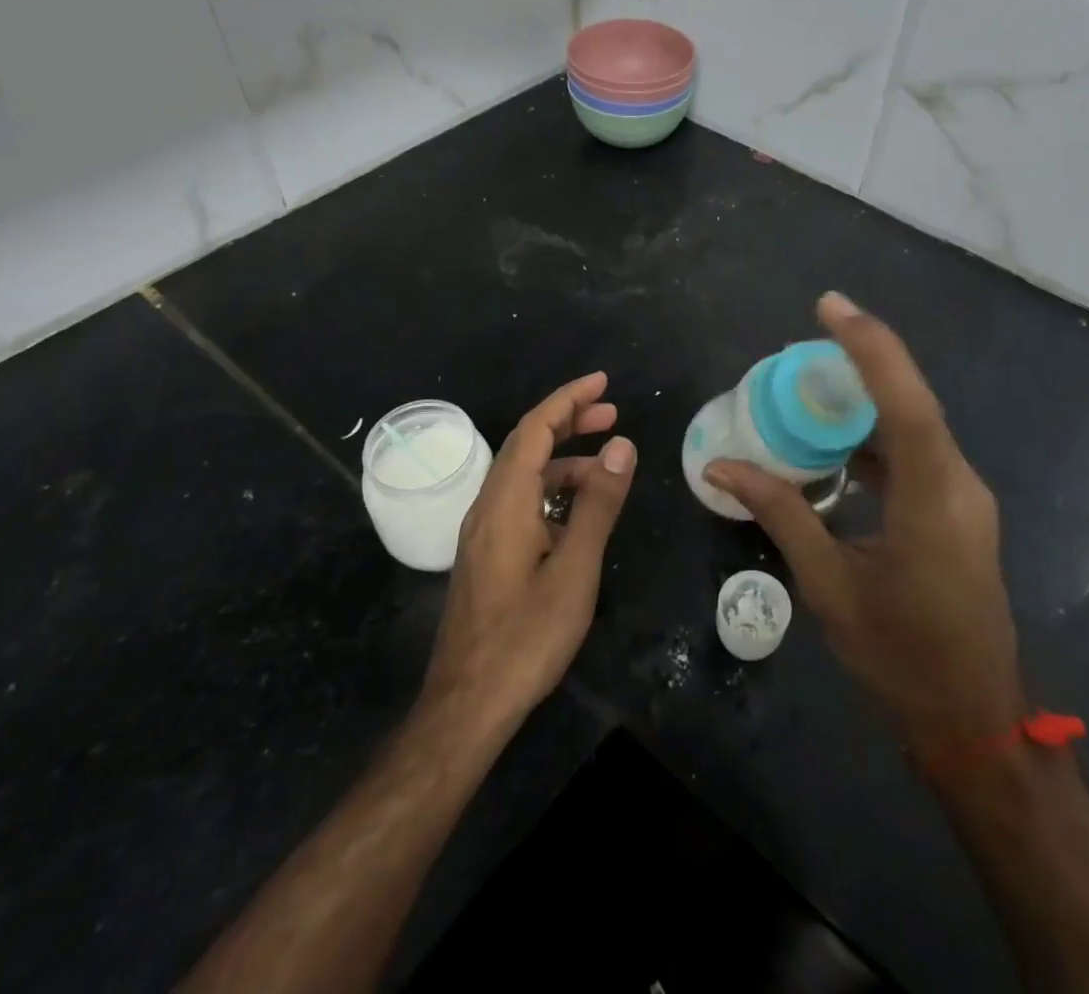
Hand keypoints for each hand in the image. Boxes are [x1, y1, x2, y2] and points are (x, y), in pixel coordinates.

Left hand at [421, 372, 635, 733]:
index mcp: (506, 502)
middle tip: (612, 413)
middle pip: (525, 444)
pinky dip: (552, 489)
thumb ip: (598, 505)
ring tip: (608, 467)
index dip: (568, 399)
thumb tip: (621, 446)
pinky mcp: (486, 554)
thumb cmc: (526, 637)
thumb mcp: (574, 569)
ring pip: (523, 475)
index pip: (534, 429)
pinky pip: (520, 501)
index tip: (603, 383)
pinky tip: (578, 510)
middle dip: (568, 421)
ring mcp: (482, 532)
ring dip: (563, 459)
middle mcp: (487, 506)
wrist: (467, 705)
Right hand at [706, 294, 1025, 761]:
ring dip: (868, 400)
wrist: (972, 717)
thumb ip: (780, 512)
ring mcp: (964, 496)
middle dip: (862, 361)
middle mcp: (958, 482)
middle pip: (912, 400)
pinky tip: (837, 446)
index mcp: (932, 496)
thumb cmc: (899, 654)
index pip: (904, 399)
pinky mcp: (959, 511)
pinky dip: (877, 437)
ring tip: (811, 388)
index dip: (868, 345)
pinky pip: (917, 453)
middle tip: (806, 342)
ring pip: (916, 425)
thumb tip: (722, 465)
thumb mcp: (829, 583)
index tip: (829, 306)